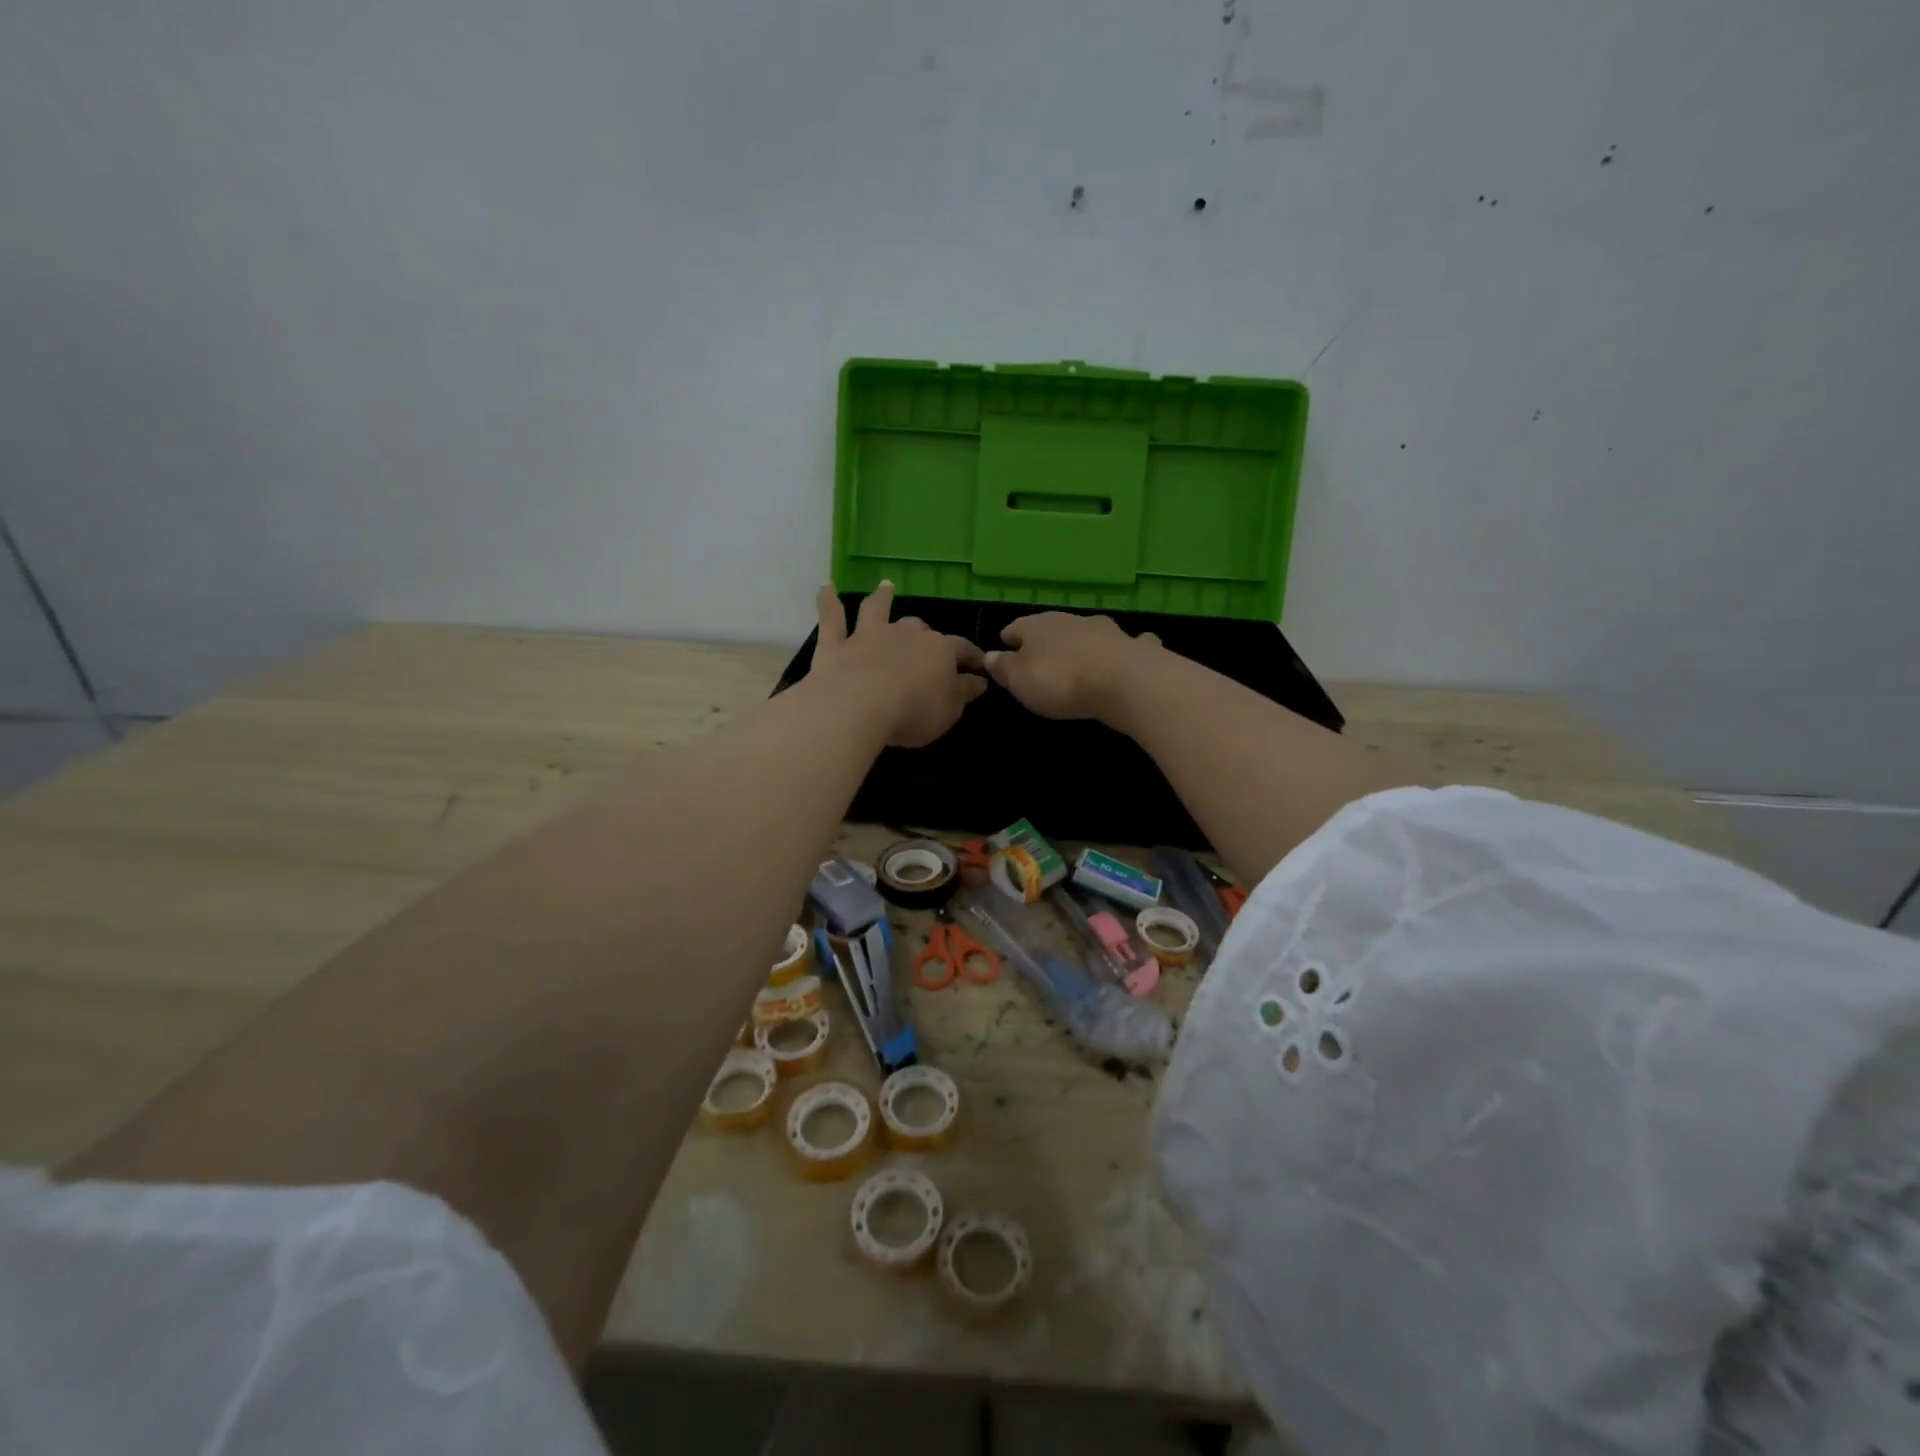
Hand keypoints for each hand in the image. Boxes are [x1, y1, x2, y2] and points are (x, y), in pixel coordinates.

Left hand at [809, 582, 987, 746]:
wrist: (858, 705)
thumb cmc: (913, 711)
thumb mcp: (949, 710)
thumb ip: (963, 693)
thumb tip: (978, 680)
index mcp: (939, 650)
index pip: (961, 649)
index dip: (972, 656)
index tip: (980, 663)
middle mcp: (905, 634)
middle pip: (918, 628)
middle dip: (924, 633)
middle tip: (927, 641)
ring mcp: (868, 636)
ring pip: (876, 610)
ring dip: (881, 598)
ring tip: (885, 586)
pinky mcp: (836, 646)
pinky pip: (831, 619)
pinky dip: (828, 603)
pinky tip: (826, 588)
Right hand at [984, 613, 1160, 720]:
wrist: (1124, 681)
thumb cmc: (1060, 680)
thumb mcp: (1019, 680)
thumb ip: (1003, 667)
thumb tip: (989, 655)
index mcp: (1038, 626)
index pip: (1016, 627)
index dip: (1008, 639)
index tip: (1004, 647)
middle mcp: (1071, 620)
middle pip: (1052, 628)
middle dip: (1046, 641)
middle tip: (1040, 659)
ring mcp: (1106, 630)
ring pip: (1088, 632)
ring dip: (1082, 642)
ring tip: (1079, 658)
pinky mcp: (1134, 646)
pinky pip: (1126, 645)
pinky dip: (1124, 648)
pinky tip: (1128, 654)